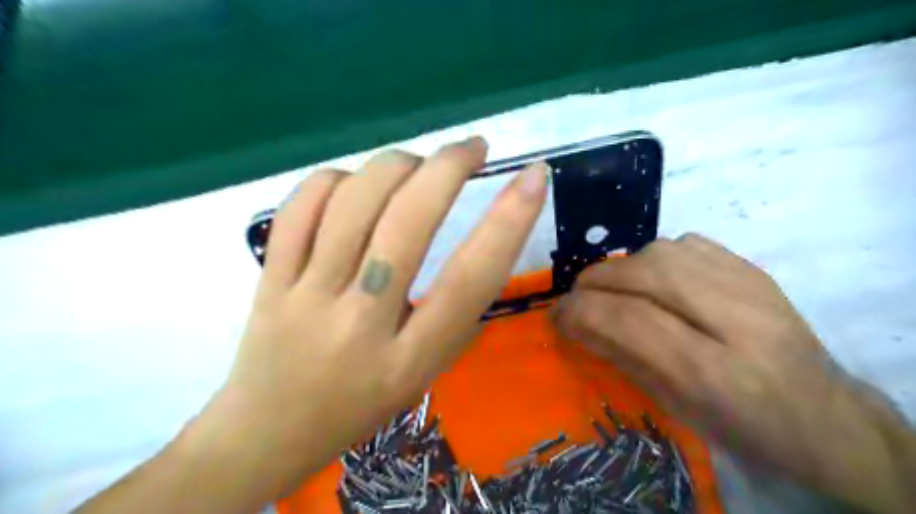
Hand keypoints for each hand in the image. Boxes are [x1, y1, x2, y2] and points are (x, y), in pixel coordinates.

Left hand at [214, 138, 549, 492]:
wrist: (268, 433)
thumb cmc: (361, 406)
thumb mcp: (424, 373)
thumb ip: (453, 313)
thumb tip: (479, 239)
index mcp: (410, 360)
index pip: (469, 280)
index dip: (509, 222)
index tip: (533, 177)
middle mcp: (359, 325)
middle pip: (406, 224)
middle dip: (447, 168)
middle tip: (472, 148)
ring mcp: (305, 298)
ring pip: (352, 203)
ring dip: (396, 165)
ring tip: (417, 165)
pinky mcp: (268, 281)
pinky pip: (300, 208)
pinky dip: (336, 179)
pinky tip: (355, 183)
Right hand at [555, 235, 912, 511]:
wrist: (823, 416)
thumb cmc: (742, 428)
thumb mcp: (675, 407)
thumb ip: (622, 357)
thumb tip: (574, 322)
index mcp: (717, 374)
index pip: (629, 320)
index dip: (581, 312)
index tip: (557, 316)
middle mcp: (738, 320)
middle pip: (646, 274)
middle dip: (595, 282)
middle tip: (577, 299)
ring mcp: (752, 287)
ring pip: (663, 252)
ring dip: (622, 268)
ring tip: (612, 289)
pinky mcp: (754, 269)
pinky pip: (687, 244)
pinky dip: (654, 257)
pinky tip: (652, 278)